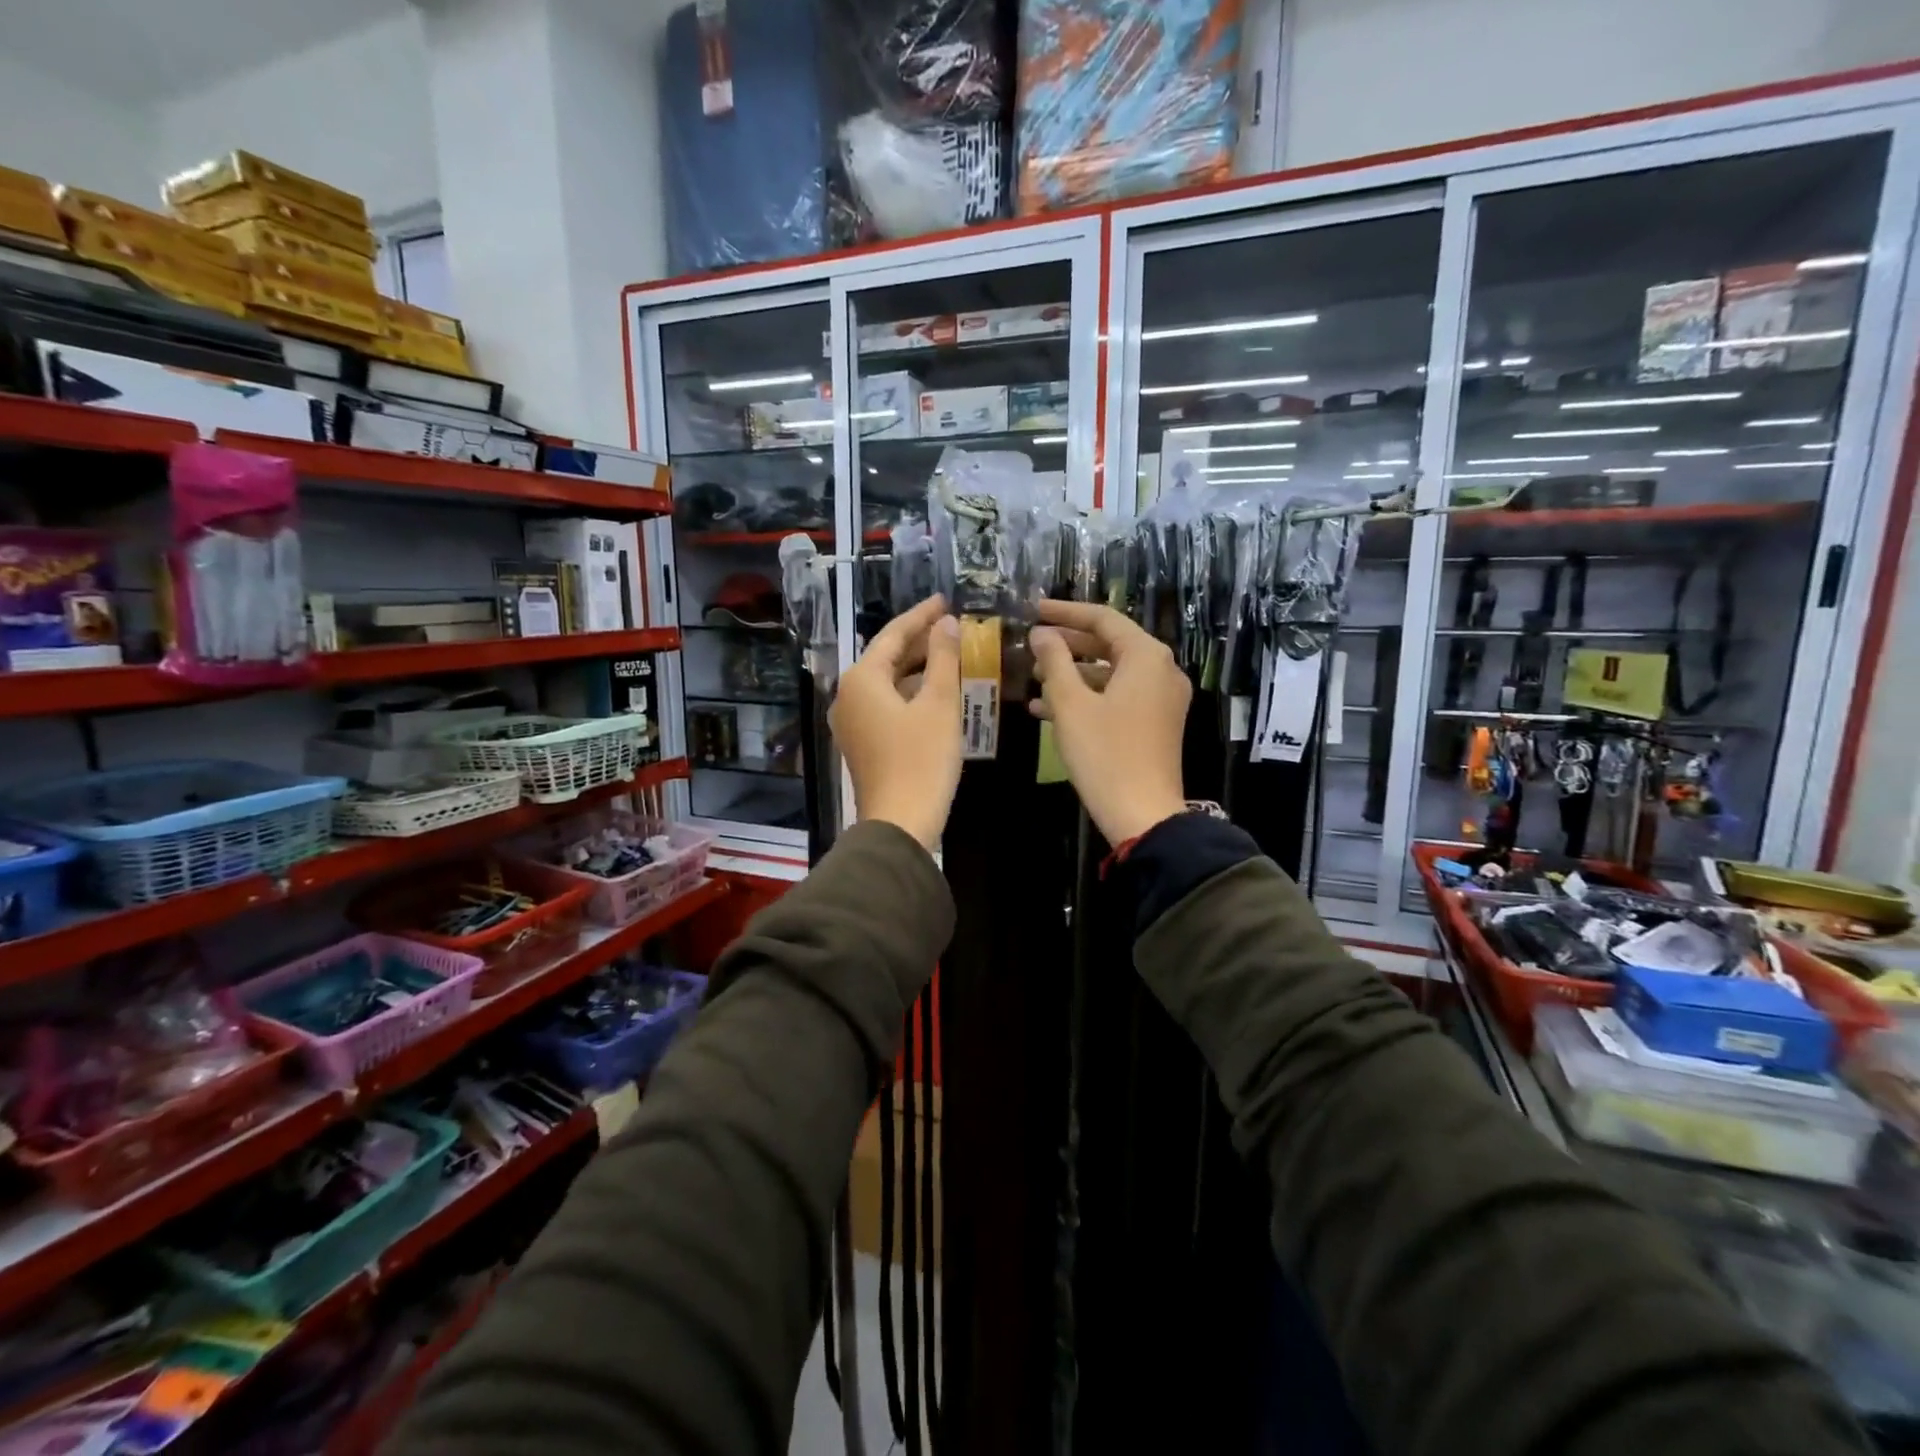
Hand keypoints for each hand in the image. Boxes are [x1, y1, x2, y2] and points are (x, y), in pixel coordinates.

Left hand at [830, 594, 961, 851]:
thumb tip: (947, 624)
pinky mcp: (862, 742)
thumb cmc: (921, 760)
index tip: (945, 600)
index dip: (921, 616)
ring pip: (887, 683)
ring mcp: (851, 721)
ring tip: (950, 655)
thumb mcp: (939, 704)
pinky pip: (886, 704)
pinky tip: (936, 692)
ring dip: (917, 668)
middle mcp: (848, 695)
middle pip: (886, 657)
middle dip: (920, 641)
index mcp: (862, 679)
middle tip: (952, 625)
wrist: (899, 823)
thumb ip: (943, 658)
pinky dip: (910, 693)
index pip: (893, 635)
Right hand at [1028, 600, 1190, 845]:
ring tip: (1033, 679)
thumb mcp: (1070, 703)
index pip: (1103, 619)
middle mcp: (1161, 671)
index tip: (1033, 610)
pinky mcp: (1156, 723)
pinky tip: (1046, 710)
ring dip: (1073, 674)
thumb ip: (1054, 661)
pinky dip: (1087, 698)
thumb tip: (1041, 634)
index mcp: (1146, 656)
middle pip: (1110, 644)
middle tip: (1032, 645)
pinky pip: (1119, 697)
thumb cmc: (1104, 753)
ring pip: (1111, 673)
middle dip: (1068, 645)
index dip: (1065, 612)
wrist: (1142, 814)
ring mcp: (1162, 699)